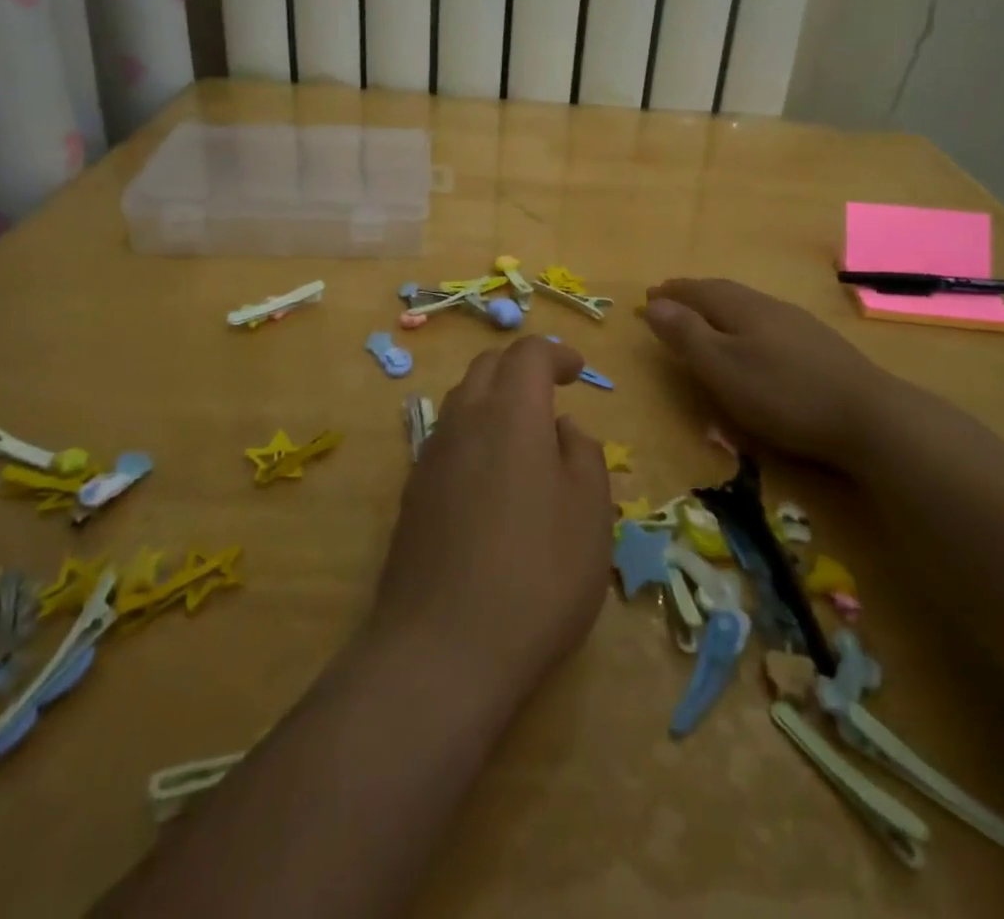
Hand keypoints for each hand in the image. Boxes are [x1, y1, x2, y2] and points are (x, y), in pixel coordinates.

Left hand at [366, 336, 613, 704]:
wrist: (442, 650)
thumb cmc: (537, 575)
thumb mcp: (590, 514)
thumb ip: (583, 455)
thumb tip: (563, 428)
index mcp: (511, 413)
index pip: (528, 353)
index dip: (556, 353)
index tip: (577, 371)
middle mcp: (464, 421)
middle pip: (488, 367)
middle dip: (521, 368)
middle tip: (551, 393)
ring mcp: (431, 457)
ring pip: (463, 401)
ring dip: (495, 401)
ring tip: (525, 437)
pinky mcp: (413, 494)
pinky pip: (448, 440)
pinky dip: (475, 436)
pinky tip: (492, 481)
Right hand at [643, 278, 908, 469]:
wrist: (869, 417)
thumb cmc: (783, 393)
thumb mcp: (723, 367)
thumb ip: (687, 335)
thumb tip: (654, 303)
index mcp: (742, 308)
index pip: (699, 290)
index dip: (673, 292)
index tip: (650, 295)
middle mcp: (769, 307)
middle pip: (724, 292)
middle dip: (694, 294)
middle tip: (671, 299)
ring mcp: (798, 325)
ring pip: (749, 306)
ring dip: (720, 307)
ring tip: (705, 316)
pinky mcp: (819, 346)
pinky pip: (767, 322)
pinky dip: (745, 323)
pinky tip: (754, 339)